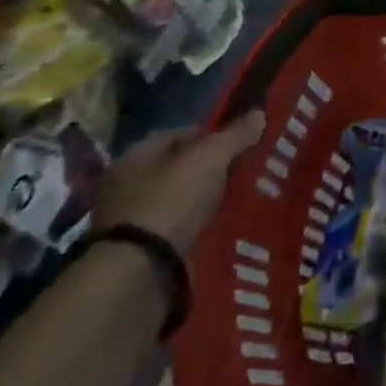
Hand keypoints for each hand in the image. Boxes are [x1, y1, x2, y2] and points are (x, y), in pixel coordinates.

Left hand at [94, 112, 264, 253]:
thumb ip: (234, 136)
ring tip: (236, 202)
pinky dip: (197, 227)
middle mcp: (126, 188)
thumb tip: (259, 113)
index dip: (209, 135)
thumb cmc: (170, 202)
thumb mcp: (209, 160)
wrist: (141, 273)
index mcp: (133, 158)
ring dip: (204, 201)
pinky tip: (219, 228)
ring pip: (179, 201)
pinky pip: (178, 230)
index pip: (175, 135)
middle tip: (241, 172)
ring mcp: (131, 223)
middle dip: (209, 170)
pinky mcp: (142, 253)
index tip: (238, 144)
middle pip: (178, 169)